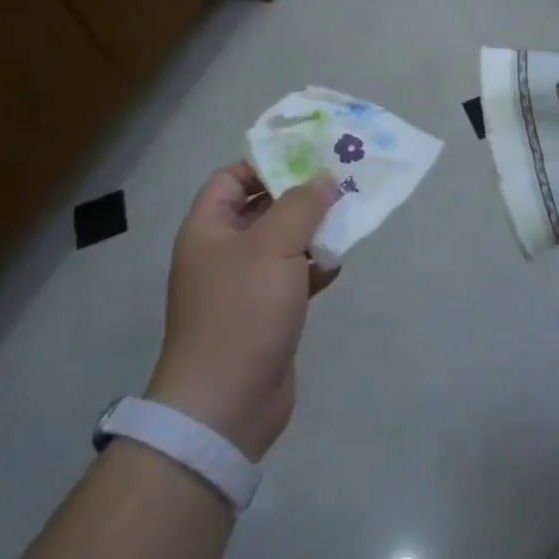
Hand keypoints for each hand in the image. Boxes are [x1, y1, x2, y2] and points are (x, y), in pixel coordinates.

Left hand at [147, 164, 339, 460]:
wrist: (227, 402)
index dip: (266, 163)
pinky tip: (338, 264)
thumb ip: (302, 204)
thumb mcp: (274, 246)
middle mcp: (223, 252)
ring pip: (283, 243)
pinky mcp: (267, 313)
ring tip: (350, 217)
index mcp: (208, 229)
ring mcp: (244, 285)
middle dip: (300, 195)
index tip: (309, 156)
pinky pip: (293, 276)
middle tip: (342, 181)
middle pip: (262, 208)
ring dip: (313, 231)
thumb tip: (323, 177)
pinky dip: (315, 267)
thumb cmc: (243, 311)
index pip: (231, 178)